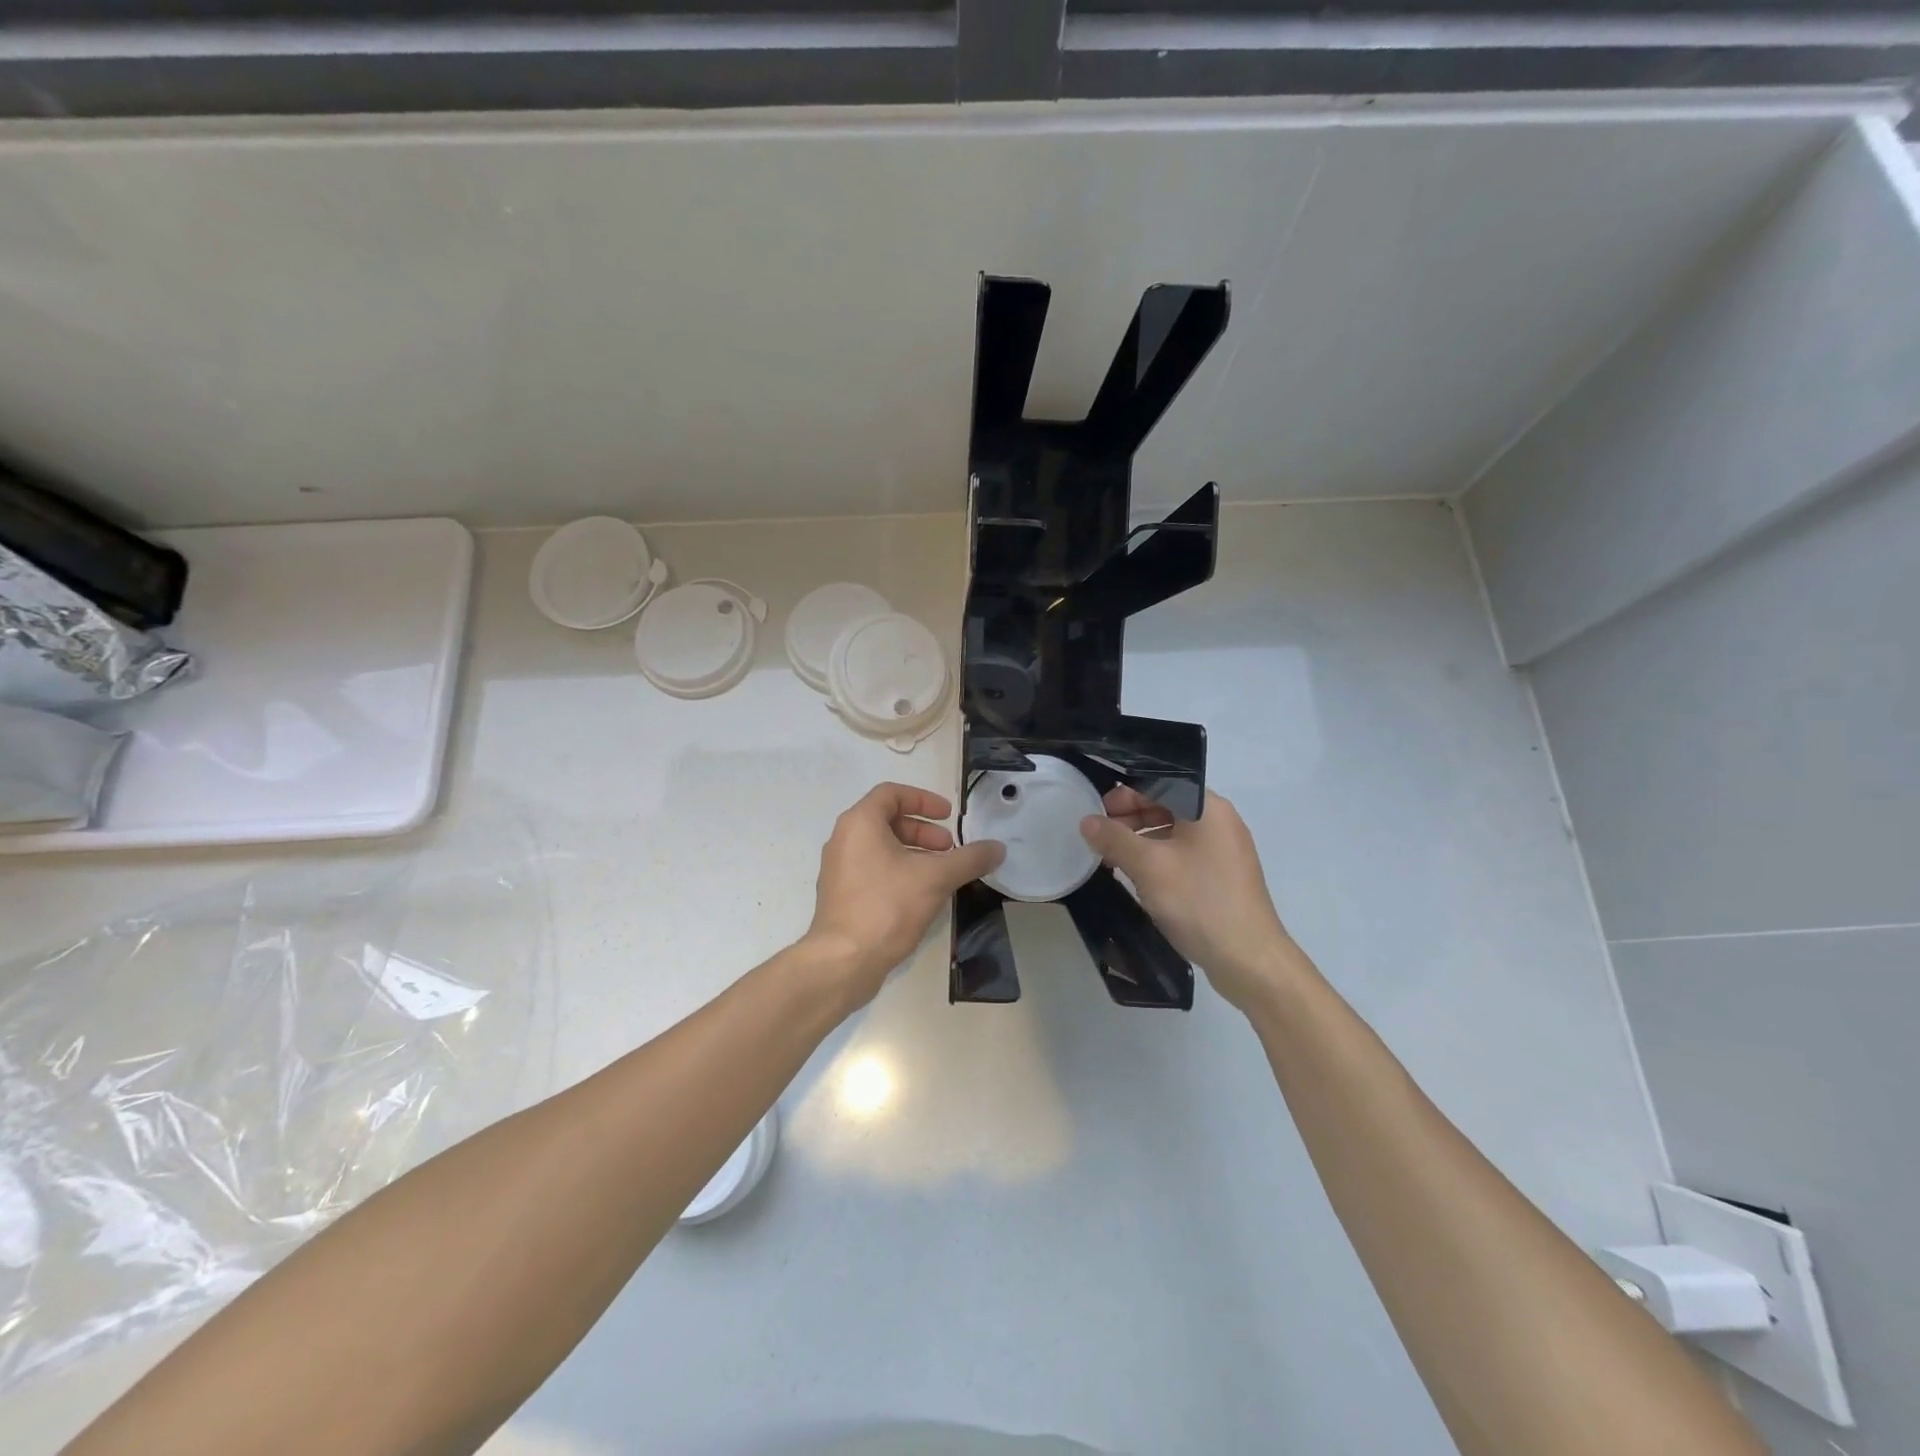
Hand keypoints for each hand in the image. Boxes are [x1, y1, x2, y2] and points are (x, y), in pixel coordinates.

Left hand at [803, 783, 1004, 1004]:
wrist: (843, 961)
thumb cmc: (887, 906)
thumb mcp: (936, 878)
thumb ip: (969, 858)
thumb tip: (998, 848)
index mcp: (859, 823)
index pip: (891, 793)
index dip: (923, 800)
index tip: (949, 816)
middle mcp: (843, 839)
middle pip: (887, 820)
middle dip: (923, 831)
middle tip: (949, 848)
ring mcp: (838, 869)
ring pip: (881, 847)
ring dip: (913, 852)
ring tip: (941, 873)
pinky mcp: (840, 895)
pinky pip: (872, 869)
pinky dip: (898, 871)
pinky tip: (921, 895)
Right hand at [1079, 788, 1303, 1011]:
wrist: (1249, 959)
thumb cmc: (1199, 901)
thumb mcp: (1148, 866)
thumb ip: (1114, 839)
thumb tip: (1086, 821)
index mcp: (1208, 808)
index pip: (1158, 784)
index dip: (1123, 795)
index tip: (1096, 815)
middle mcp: (1220, 822)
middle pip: (1166, 806)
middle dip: (1129, 819)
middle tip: (1099, 839)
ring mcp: (1224, 850)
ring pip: (1173, 832)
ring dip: (1141, 841)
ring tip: (1112, 860)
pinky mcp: (1223, 876)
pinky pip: (1184, 854)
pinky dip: (1158, 859)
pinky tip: (1139, 878)